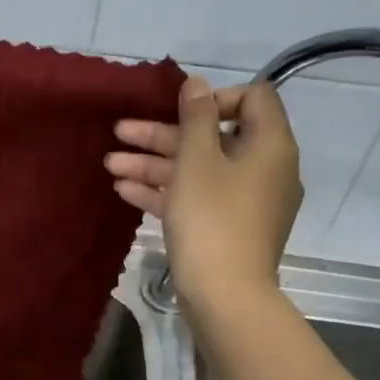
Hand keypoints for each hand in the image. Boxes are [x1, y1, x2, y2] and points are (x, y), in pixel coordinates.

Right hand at [105, 76, 301, 322]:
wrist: (225, 295)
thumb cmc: (212, 219)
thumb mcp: (197, 161)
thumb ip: (196, 118)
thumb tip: (197, 84)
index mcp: (269, 146)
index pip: (252, 99)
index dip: (212, 98)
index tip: (178, 112)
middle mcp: (264, 169)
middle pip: (214, 138)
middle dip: (163, 135)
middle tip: (120, 133)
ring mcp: (246, 202)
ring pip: (199, 171)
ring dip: (154, 164)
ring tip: (110, 164)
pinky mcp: (228, 228)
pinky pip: (197, 198)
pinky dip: (166, 192)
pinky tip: (126, 191)